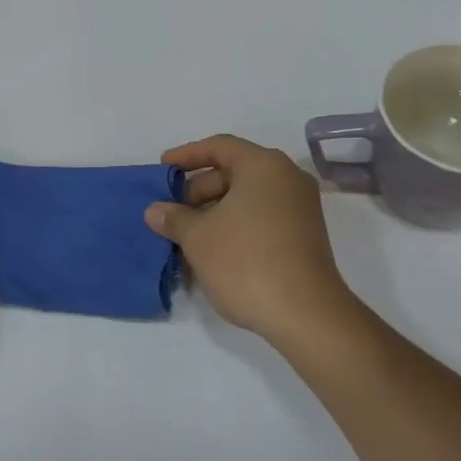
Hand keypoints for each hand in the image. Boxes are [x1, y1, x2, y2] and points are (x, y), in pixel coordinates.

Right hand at [145, 134, 353, 347]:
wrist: (305, 313)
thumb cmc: (246, 261)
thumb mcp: (198, 238)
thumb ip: (174, 218)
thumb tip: (156, 210)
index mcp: (264, 165)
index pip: (220, 147)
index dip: (187, 156)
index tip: (162, 169)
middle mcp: (287, 178)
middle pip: (235, 171)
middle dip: (199, 189)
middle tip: (173, 212)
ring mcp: (300, 207)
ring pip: (248, 197)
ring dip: (215, 212)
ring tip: (187, 236)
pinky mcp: (304, 235)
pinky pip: (262, 217)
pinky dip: (236, 225)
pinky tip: (213, 251)